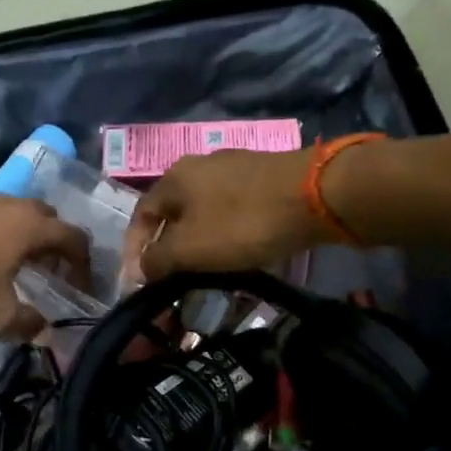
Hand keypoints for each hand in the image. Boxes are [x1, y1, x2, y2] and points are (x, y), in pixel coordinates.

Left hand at [0, 196, 89, 336]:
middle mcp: (16, 206)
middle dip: (57, 245)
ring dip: (28, 237)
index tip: (80, 288)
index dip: (84, 265)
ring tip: (18, 266)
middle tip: (51, 273)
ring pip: (20, 214)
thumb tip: (46, 332)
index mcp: (33, 228)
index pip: (75, 239)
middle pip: (50, 219)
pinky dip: (3, 233)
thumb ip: (27, 325)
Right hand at [126, 148, 327, 282]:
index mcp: (173, 178)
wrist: (316, 195)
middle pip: (172, 214)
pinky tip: (237, 254)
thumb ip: (157, 260)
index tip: (136, 283)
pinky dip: (224, 235)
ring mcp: (233, 169)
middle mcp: (198, 166)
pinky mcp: (262, 179)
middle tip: (170, 281)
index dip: (133, 250)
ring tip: (202, 274)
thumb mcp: (190, 249)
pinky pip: (231, 212)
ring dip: (197, 244)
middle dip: (167, 249)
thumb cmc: (242, 222)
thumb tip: (139, 269)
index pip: (140, 216)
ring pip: (202, 213)